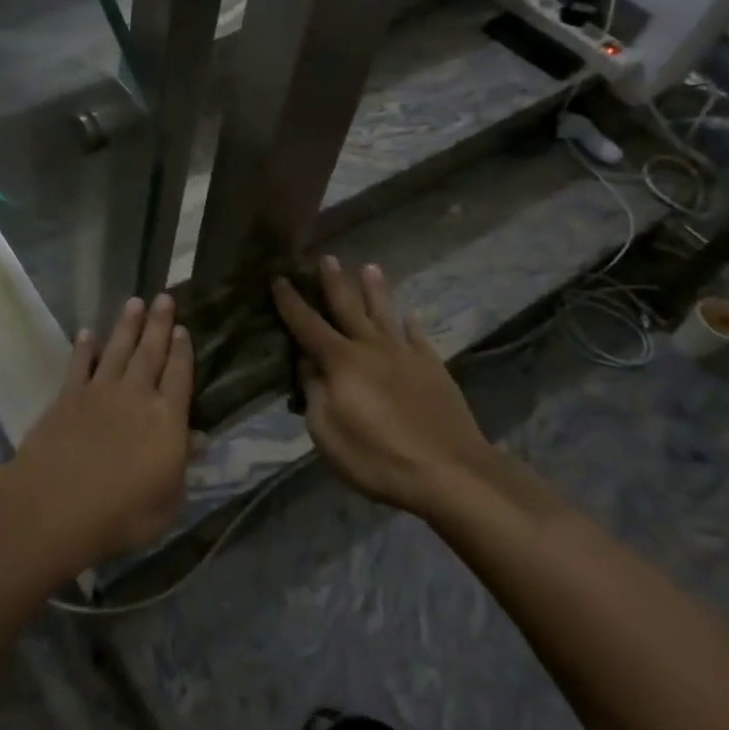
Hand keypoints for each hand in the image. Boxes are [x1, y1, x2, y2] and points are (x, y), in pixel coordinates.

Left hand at [11, 295, 194, 567]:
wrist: (55, 504)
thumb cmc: (121, 514)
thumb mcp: (168, 501)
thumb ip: (181, 465)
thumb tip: (198, 438)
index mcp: (167, 419)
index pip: (180, 376)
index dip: (183, 351)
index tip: (184, 328)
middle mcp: (136, 395)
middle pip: (150, 352)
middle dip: (159, 324)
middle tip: (165, 297)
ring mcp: (99, 392)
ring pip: (117, 350)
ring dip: (126, 325)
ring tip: (135, 302)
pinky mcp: (67, 396)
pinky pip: (79, 365)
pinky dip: (84, 348)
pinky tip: (87, 332)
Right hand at [272, 257, 494, 515]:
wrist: (450, 472)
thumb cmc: (377, 456)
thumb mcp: (326, 432)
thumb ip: (314, 392)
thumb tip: (307, 364)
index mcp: (340, 361)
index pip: (307, 325)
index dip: (290, 302)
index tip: (278, 278)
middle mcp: (371, 347)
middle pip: (348, 307)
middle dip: (334, 282)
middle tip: (327, 257)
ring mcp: (405, 355)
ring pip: (385, 314)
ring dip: (376, 290)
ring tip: (370, 267)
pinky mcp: (433, 369)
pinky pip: (419, 338)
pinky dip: (412, 324)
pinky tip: (410, 315)